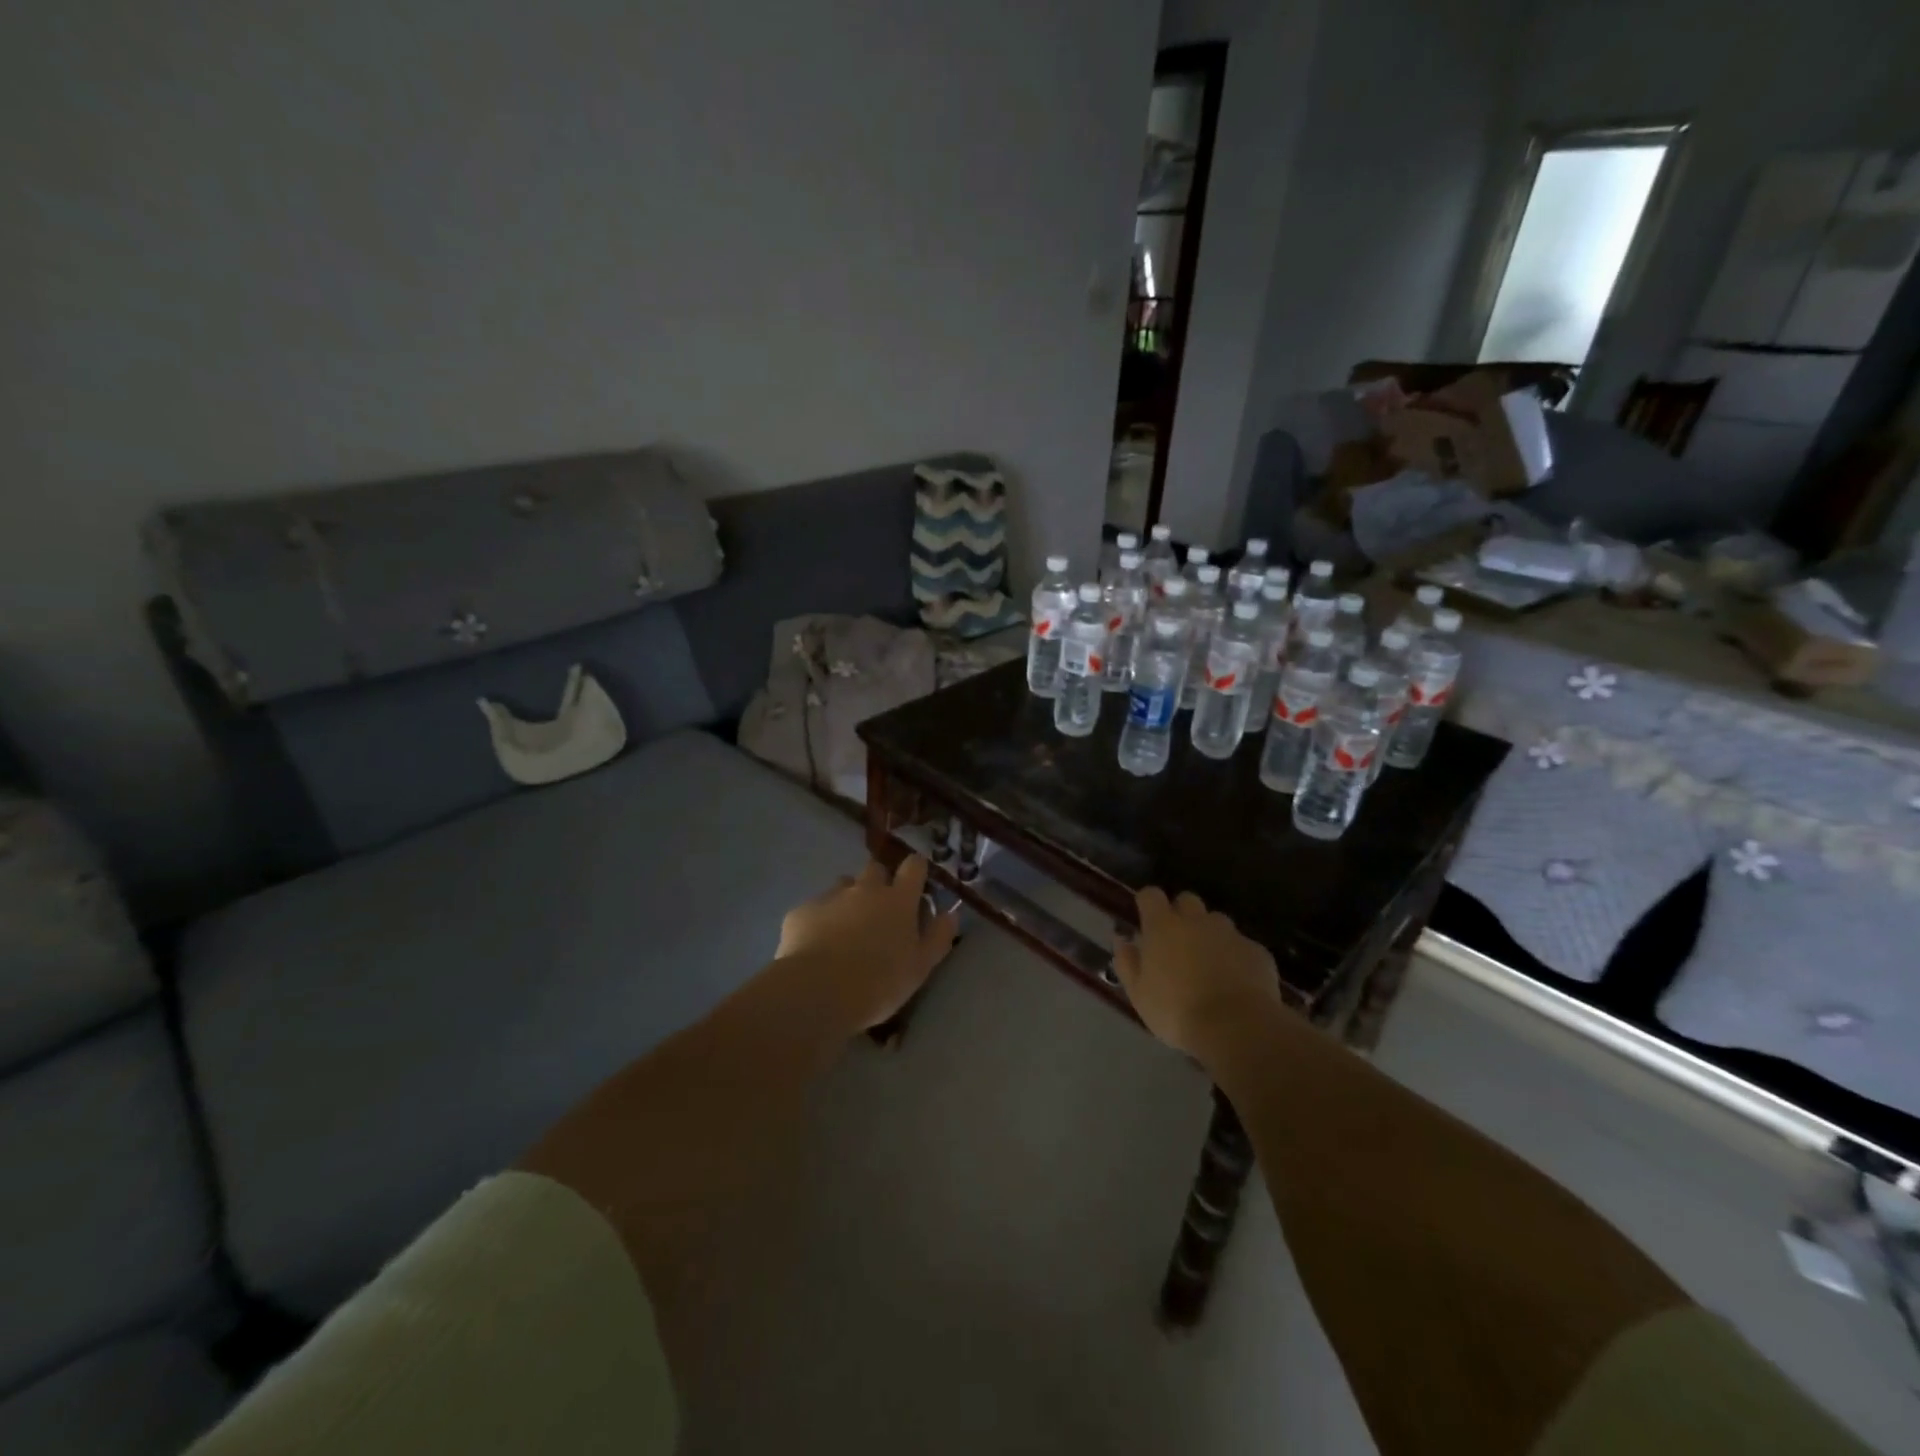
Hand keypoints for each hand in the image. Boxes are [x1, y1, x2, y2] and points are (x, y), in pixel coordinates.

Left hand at [778, 856, 959, 1028]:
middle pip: (875, 869)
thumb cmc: (879, 982)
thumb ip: (938, 938)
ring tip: (845, 930)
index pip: (914, 866)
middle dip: (879, 883)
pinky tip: (816, 947)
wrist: (817, 991)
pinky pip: (815, 909)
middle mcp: (865, 889)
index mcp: (898, 900)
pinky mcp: (801, 911)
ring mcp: (831, 897)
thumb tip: (950, 914)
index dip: (916, 870)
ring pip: (843, 886)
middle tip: (879, 913)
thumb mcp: (920, 968)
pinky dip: (819, 921)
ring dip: (848, 900)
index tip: (916, 882)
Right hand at [1113, 887, 1282, 1058]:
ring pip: (1217, 922)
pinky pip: (1243, 946)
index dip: (1147, 903)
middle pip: (1187, 900)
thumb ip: (1127, 962)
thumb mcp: (1139, 994)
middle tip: (1178, 943)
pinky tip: (1237, 983)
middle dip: (1182, 914)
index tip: (1145, 918)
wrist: (1237, 1027)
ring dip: (1210, 935)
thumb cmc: (1176, 1011)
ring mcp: (1230, 934)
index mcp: (1163, 927)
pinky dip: (1237, 958)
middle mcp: (1197, 921)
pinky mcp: (1257, 951)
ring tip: (1210, 965)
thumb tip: (1122, 939)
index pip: (1151, 895)